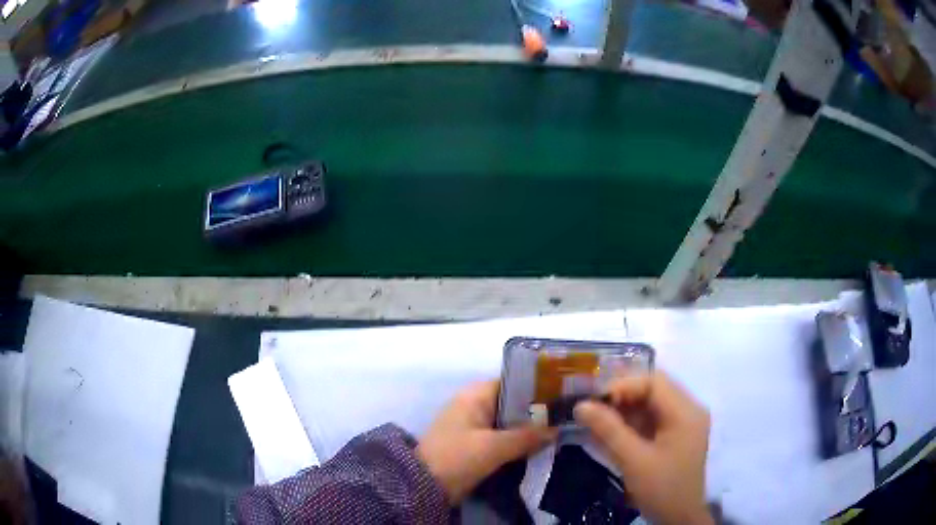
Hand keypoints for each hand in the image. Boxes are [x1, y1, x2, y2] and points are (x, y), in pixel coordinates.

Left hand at [417, 380, 556, 503]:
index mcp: (474, 395)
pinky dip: (518, 441)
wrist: (423, 485)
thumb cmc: (457, 457)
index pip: (513, 382)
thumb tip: (557, 430)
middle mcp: (474, 405)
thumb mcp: (493, 447)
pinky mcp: (474, 444)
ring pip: (509, 422)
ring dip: (529, 428)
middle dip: (537, 411)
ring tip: (559, 430)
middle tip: (566, 416)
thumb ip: (526, 437)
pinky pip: (502, 437)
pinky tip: (539, 446)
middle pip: (513, 403)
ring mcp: (473, 425)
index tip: (562, 395)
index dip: (537, 388)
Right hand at [574, 372, 712, 524]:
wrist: (678, 519)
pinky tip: (609, 433)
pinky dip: (630, 424)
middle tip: (592, 408)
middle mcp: (688, 410)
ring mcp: (682, 423)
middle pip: (653, 390)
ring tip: (595, 421)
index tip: (594, 401)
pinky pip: (651, 420)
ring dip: (623, 410)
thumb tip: (581, 405)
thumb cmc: (661, 489)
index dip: (623, 386)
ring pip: (650, 404)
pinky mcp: (675, 436)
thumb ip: (608, 430)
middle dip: (621, 397)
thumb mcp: (633, 460)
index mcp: (685, 412)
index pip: (654, 382)